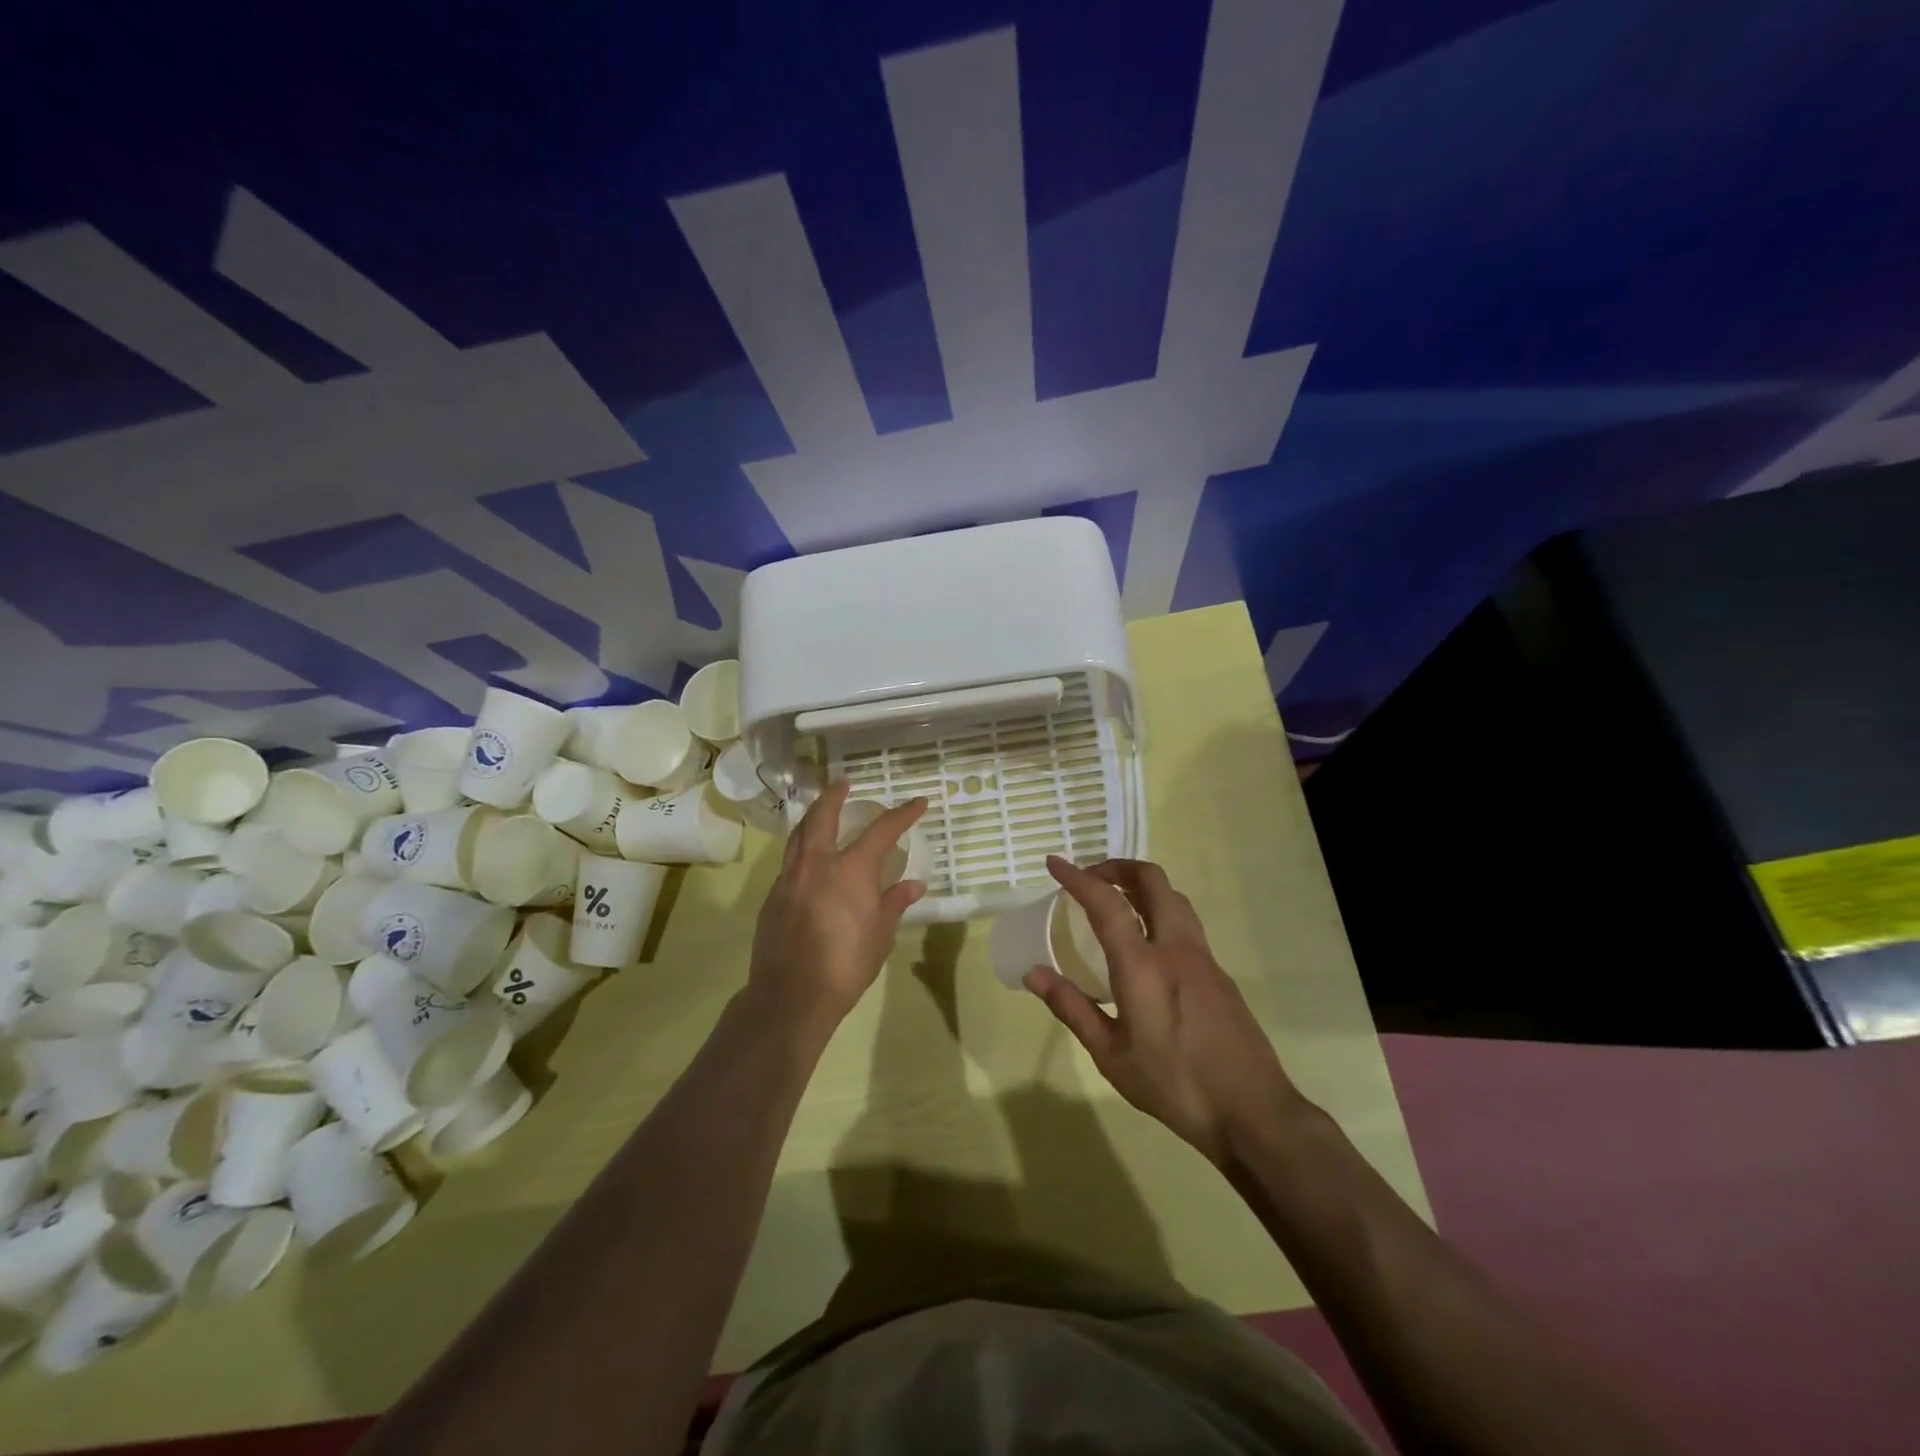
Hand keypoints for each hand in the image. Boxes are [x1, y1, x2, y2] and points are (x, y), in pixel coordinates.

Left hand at [747, 781, 927, 1032]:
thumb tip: (912, 885)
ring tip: (822, 811)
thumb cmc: (846, 965)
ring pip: (799, 835)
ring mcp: (789, 878)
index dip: (902, 814)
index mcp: (850, 870)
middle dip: (835, 795)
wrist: (791, 996)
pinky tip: (809, 863)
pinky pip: (789, 862)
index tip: (918, 803)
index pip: (882, 830)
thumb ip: (894, 903)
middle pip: (823, 816)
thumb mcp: (881, 935)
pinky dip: (802, 850)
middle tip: (844, 783)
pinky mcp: (773, 897)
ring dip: (812, 817)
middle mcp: (817, 864)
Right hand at [1025, 856, 1300, 1167]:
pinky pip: (1186, 923)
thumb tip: (1034, 973)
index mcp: (1142, 965)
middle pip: (1151, 881)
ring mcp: (1203, 957)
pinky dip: (1161, 911)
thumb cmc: (1173, 1084)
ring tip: (1117, 902)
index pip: (1106, 902)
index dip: (1077, 877)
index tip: (1054, 863)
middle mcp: (1175, 947)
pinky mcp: (1219, 973)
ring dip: (1143, 886)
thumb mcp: (1111, 1055)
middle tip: (1091, 879)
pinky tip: (1148, 943)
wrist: (1252, 1111)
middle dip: (1117, 867)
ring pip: (1174, 897)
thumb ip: (1072, 1007)